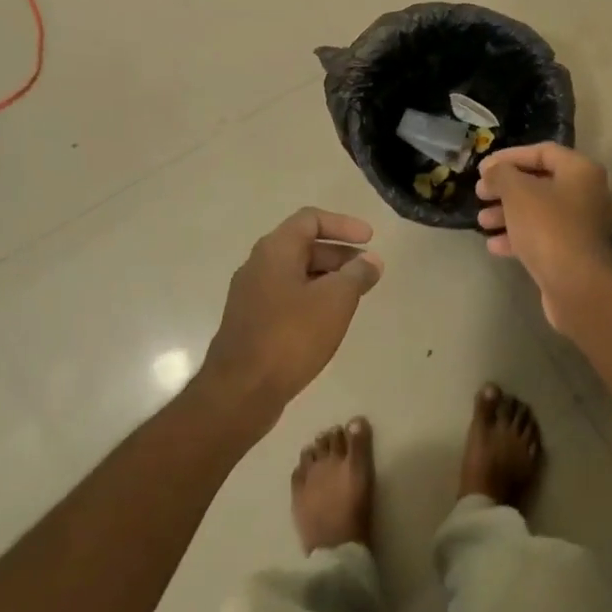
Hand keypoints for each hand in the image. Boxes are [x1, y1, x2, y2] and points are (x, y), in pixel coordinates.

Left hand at [201, 208, 382, 430]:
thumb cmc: (291, 336)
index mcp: (275, 250)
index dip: (344, 224)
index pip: (311, 219)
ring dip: (328, 277)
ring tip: (355, 296)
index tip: (371, 239)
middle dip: (340, 254)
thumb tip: (370, 261)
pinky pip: (287, 296)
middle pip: (303, 246)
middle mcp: (258, 265)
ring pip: (296, 273)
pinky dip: (313, 297)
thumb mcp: (335, 301)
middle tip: (368, 270)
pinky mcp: (251, 322)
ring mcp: (251, 295)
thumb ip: (357, 275)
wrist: (241, 392)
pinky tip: (330, 320)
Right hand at [475, 143, 611, 331]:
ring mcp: (581, 225)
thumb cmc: (548, 227)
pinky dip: (518, 236)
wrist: (576, 284)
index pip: (542, 151)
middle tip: (480, 193)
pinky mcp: (573, 252)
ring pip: (538, 211)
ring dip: (508, 213)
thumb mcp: (517, 192)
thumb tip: (492, 170)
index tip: (483, 167)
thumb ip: (501, 174)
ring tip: (482, 220)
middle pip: (540, 182)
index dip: (510, 156)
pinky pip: (542, 236)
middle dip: (506, 187)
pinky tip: (493, 245)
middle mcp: (586, 193)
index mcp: (580, 171)